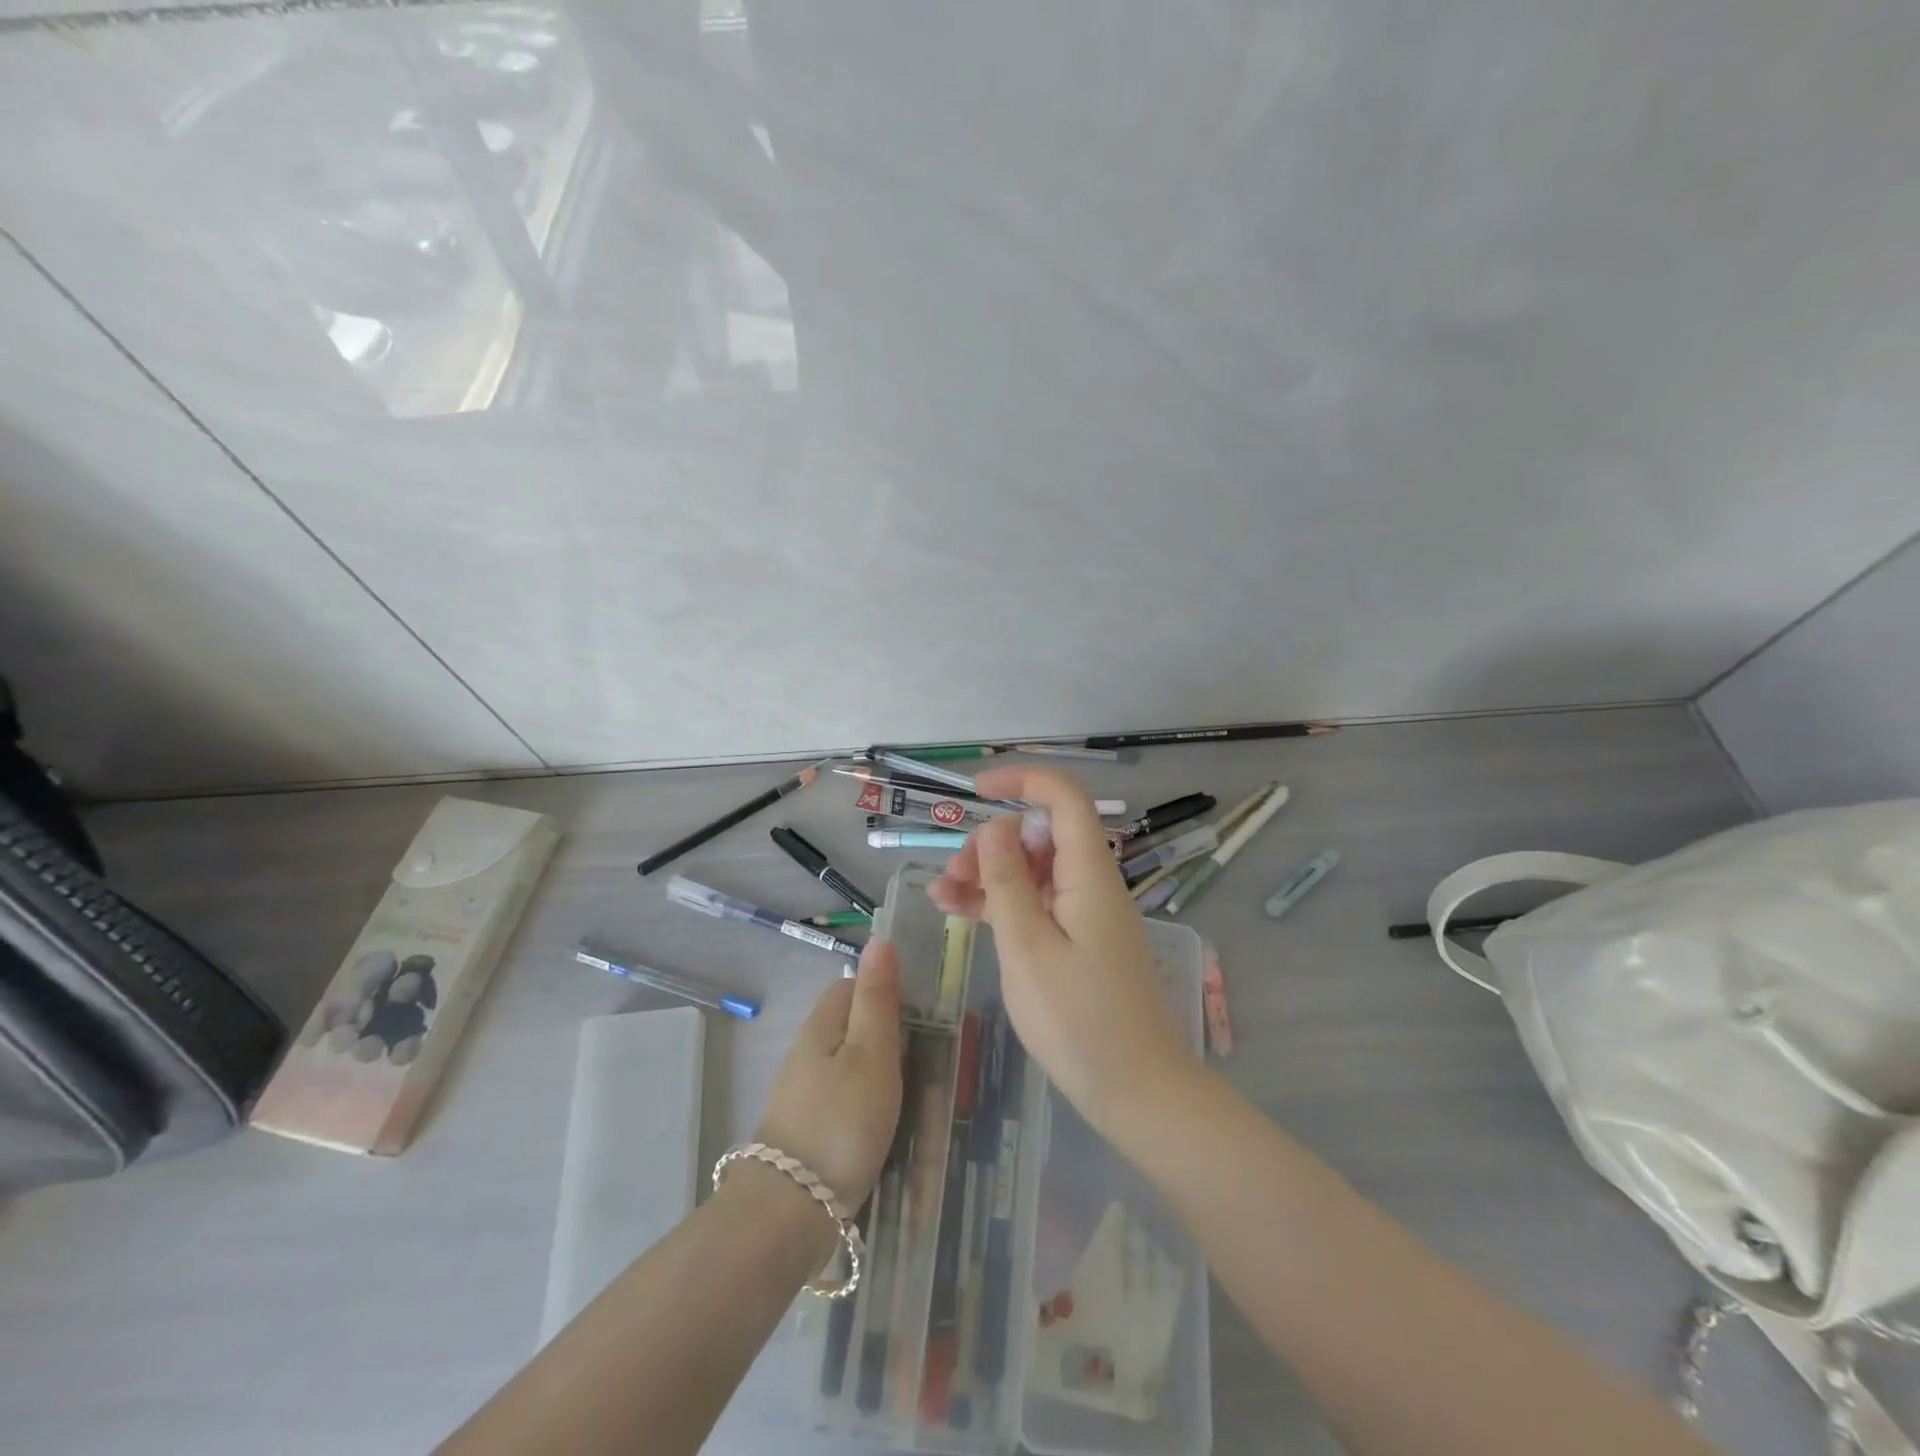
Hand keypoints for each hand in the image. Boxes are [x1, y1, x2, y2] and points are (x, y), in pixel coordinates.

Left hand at [753, 939, 902, 1210]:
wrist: (790, 1211)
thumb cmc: (842, 1121)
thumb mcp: (872, 1052)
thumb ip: (877, 997)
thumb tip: (880, 939)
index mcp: (821, 1024)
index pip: (851, 984)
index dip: (885, 989)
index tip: (920, 1012)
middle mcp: (805, 1050)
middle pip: (847, 1023)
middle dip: (883, 1030)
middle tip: (922, 1054)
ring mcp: (801, 1091)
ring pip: (845, 1061)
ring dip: (875, 1068)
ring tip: (909, 1090)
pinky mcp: (805, 1127)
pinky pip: (840, 1095)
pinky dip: (863, 1100)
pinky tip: (881, 1121)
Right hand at [928, 767, 1194, 1137]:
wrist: (1135, 1090)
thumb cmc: (1079, 1021)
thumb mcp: (1028, 948)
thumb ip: (1008, 883)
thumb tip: (997, 827)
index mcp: (1089, 875)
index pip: (1065, 800)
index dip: (1024, 781)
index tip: (977, 790)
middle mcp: (1091, 883)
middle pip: (1040, 835)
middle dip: (992, 842)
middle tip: (953, 876)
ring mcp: (1085, 912)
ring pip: (1032, 870)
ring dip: (988, 875)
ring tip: (942, 896)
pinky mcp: (1077, 939)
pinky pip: (1036, 904)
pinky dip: (1000, 903)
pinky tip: (959, 912)